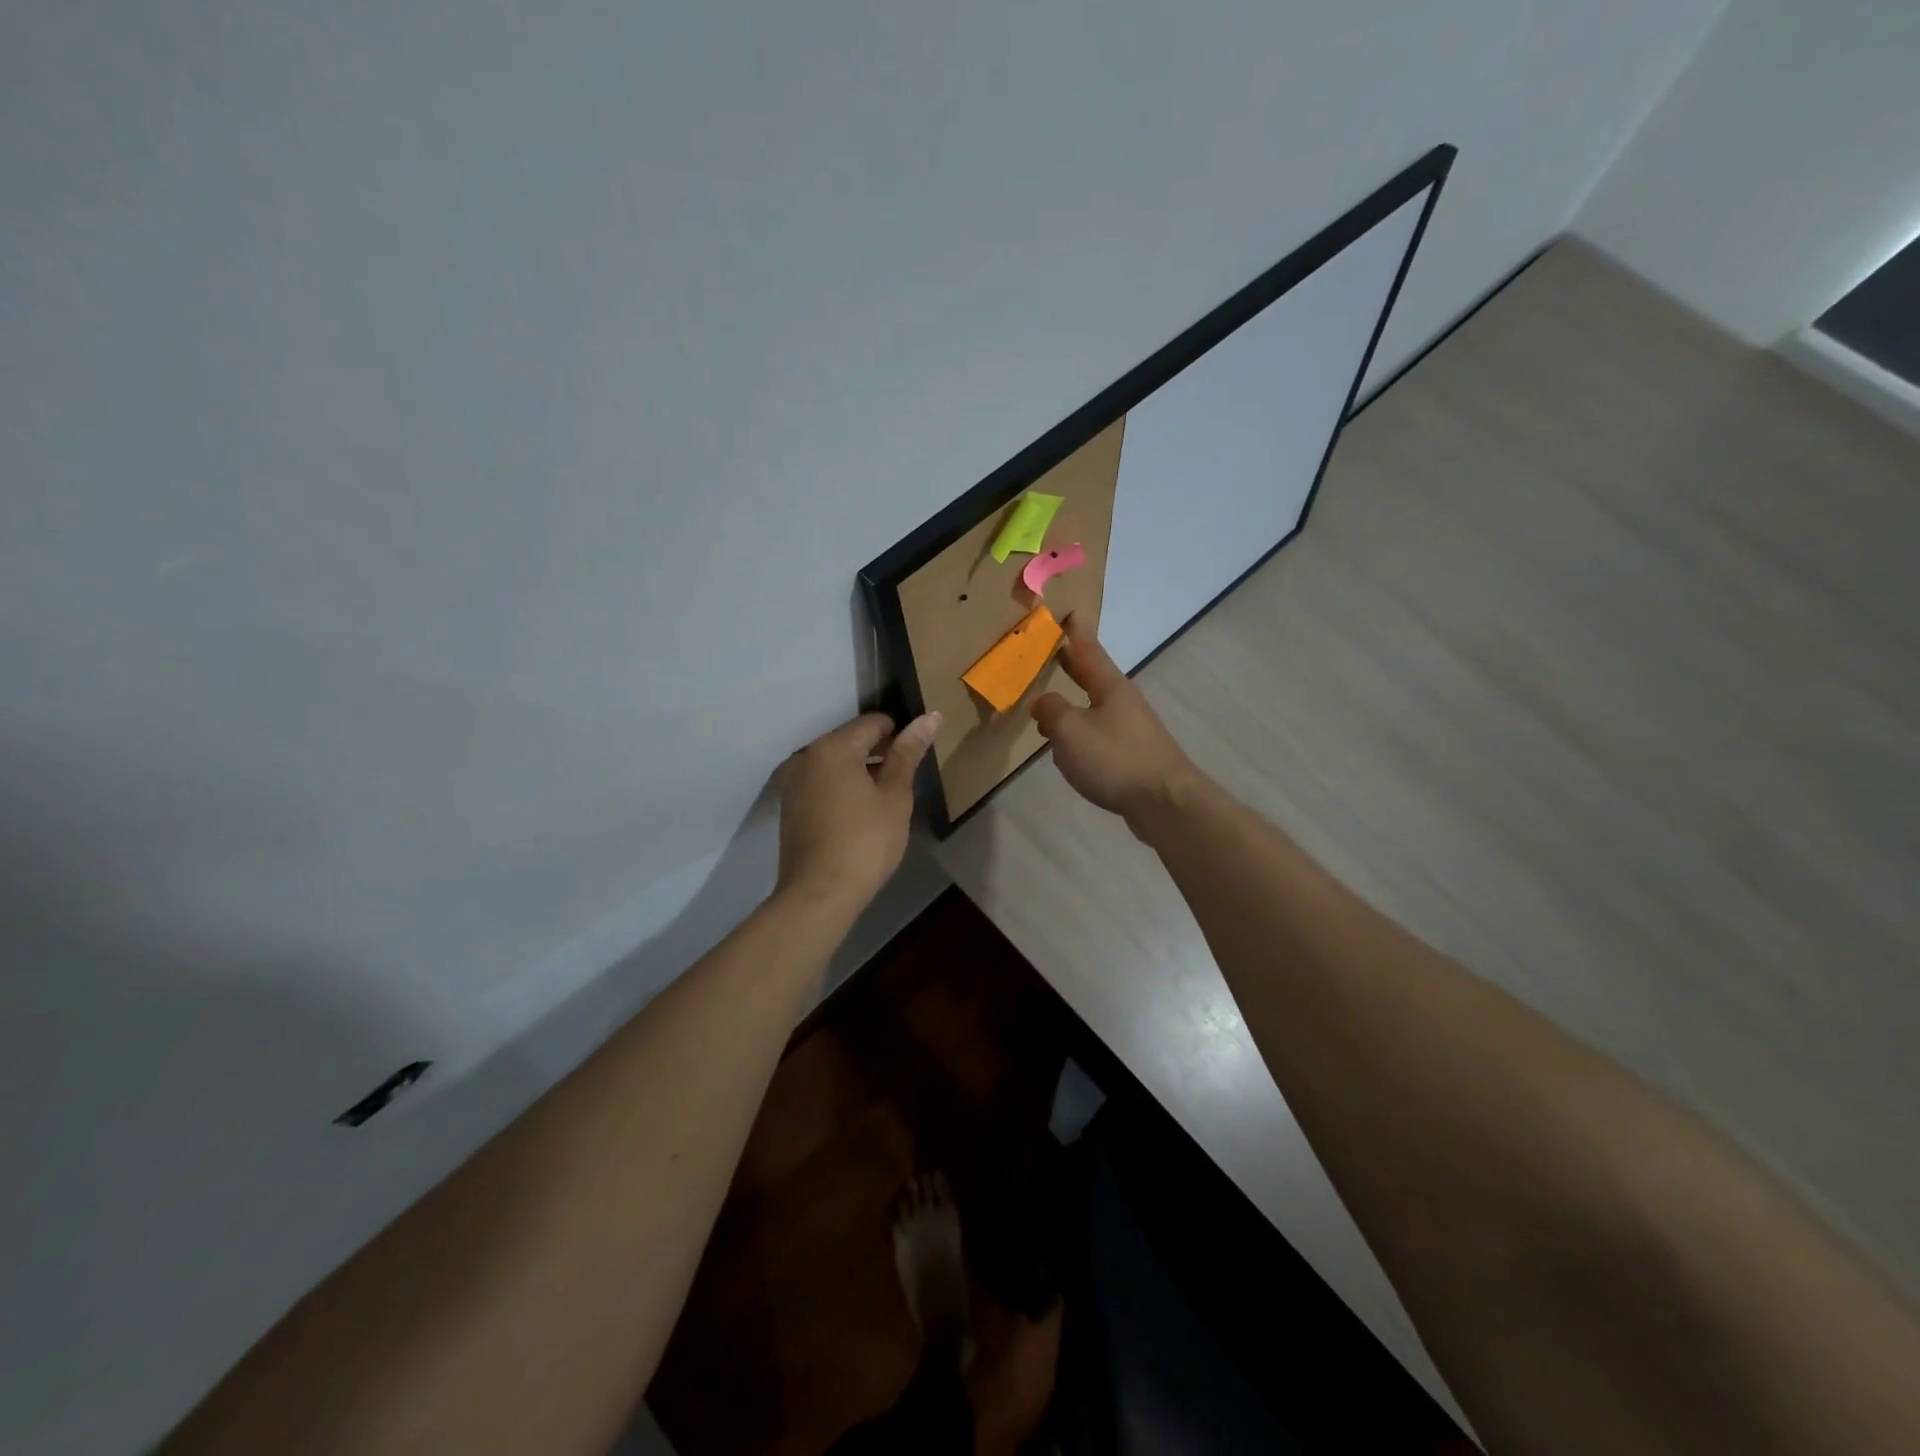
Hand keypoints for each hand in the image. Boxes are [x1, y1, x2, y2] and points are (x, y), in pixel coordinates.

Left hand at [776, 710, 940, 914]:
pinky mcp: (790, 805)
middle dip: (878, 752)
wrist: (819, 893)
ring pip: (835, 763)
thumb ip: (908, 753)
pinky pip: (822, 782)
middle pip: (851, 740)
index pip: (873, 723)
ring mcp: (794, 781)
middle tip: (904, 779)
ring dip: (860, 770)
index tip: (916, 756)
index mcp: (834, 747)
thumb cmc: (865, 842)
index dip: (899, 734)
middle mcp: (807, 756)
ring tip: (885, 797)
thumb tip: (930, 716)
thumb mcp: (895, 796)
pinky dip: (842, 787)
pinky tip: (859, 812)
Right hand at [1031, 614, 1201, 828]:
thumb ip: (1052, 711)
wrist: (1165, 802)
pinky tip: (1069, 749)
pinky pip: (1099, 736)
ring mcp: (1131, 730)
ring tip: (1051, 705)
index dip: (1076, 633)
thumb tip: (1042, 702)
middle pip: (1094, 677)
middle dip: (1073, 665)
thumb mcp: (1070, 730)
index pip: (1088, 651)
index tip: (1069, 612)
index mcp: (1109, 687)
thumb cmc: (1115, 759)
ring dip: (1074, 703)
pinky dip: (1081, 734)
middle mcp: (1123, 702)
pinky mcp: (1132, 756)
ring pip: (1095, 708)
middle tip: (1055, 651)